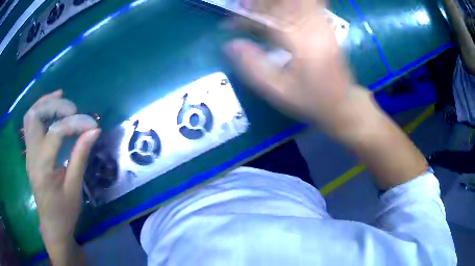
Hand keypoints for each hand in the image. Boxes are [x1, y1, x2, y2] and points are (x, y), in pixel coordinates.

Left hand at [23, 90, 99, 253]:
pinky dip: (41, 110)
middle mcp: (31, 155)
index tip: (92, 124)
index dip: (75, 123)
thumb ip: (80, 156)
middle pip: (35, 116)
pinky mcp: (30, 152)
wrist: (51, 226)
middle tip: (74, 110)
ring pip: (30, 116)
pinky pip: (31, 123)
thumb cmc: (64, 212)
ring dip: (45, 103)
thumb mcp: (74, 188)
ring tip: (62, 98)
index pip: (55, 132)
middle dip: (55, 106)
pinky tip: (52, 107)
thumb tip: (94, 130)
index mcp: (42, 168)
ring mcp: (28, 153)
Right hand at [224, 0, 356, 126]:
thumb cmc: (308, 99)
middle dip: (258, 4)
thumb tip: (229, 45)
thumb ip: (252, 66)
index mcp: (300, 42)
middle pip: (281, 4)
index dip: (244, 19)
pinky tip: (280, 7)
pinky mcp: (326, 26)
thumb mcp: (277, 90)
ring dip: (272, 3)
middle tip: (240, 8)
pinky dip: (291, 4)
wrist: (342, 103)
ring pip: (295, 2)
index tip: (228, 24)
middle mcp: (313, 27)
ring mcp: (322, 25)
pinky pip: (308, 5)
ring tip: (255, 8)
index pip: (267, 18)